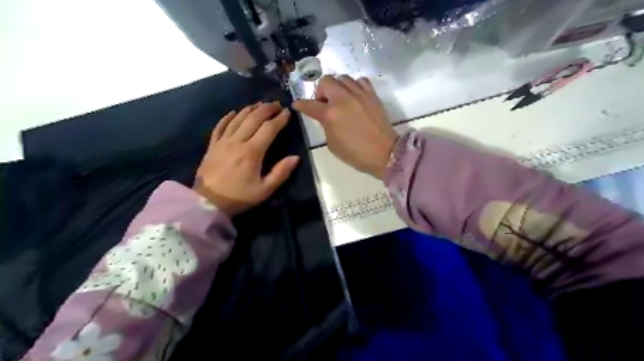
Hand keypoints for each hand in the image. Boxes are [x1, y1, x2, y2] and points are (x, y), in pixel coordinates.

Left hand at [193, 102, 298, 217]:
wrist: (207, 202)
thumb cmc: (239, 197)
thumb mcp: (264, 190)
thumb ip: (281, 172)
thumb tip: (296, 157)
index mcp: (252, 152)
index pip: (269, 129)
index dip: (279, 119)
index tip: (287, 112)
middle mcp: (237, 141)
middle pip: (253, 118)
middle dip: (266, 109)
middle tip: (276, 104)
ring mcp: (223, 141)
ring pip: (237, 118)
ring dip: (250, 109)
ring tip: (260, 105)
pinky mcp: (212, 145)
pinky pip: (220, 126)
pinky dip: (228, 117)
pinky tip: (233, 112)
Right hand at [294, 73, 397, 178]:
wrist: (383, 153)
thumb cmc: (355, 153)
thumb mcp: (332, 144)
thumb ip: (326, 126)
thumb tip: (326, 117)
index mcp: (330, 114)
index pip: (309, 105)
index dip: (301, 104)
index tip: (297, 104)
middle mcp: (343, 99)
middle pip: (326, 81)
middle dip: (321, 91)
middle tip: (324, 103)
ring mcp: (359, 94)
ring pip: (343, 77)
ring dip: (337, 87)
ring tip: (340, 99)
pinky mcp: (372, 95)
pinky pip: (360, 80)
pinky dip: (354, 85)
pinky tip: (355, 96)